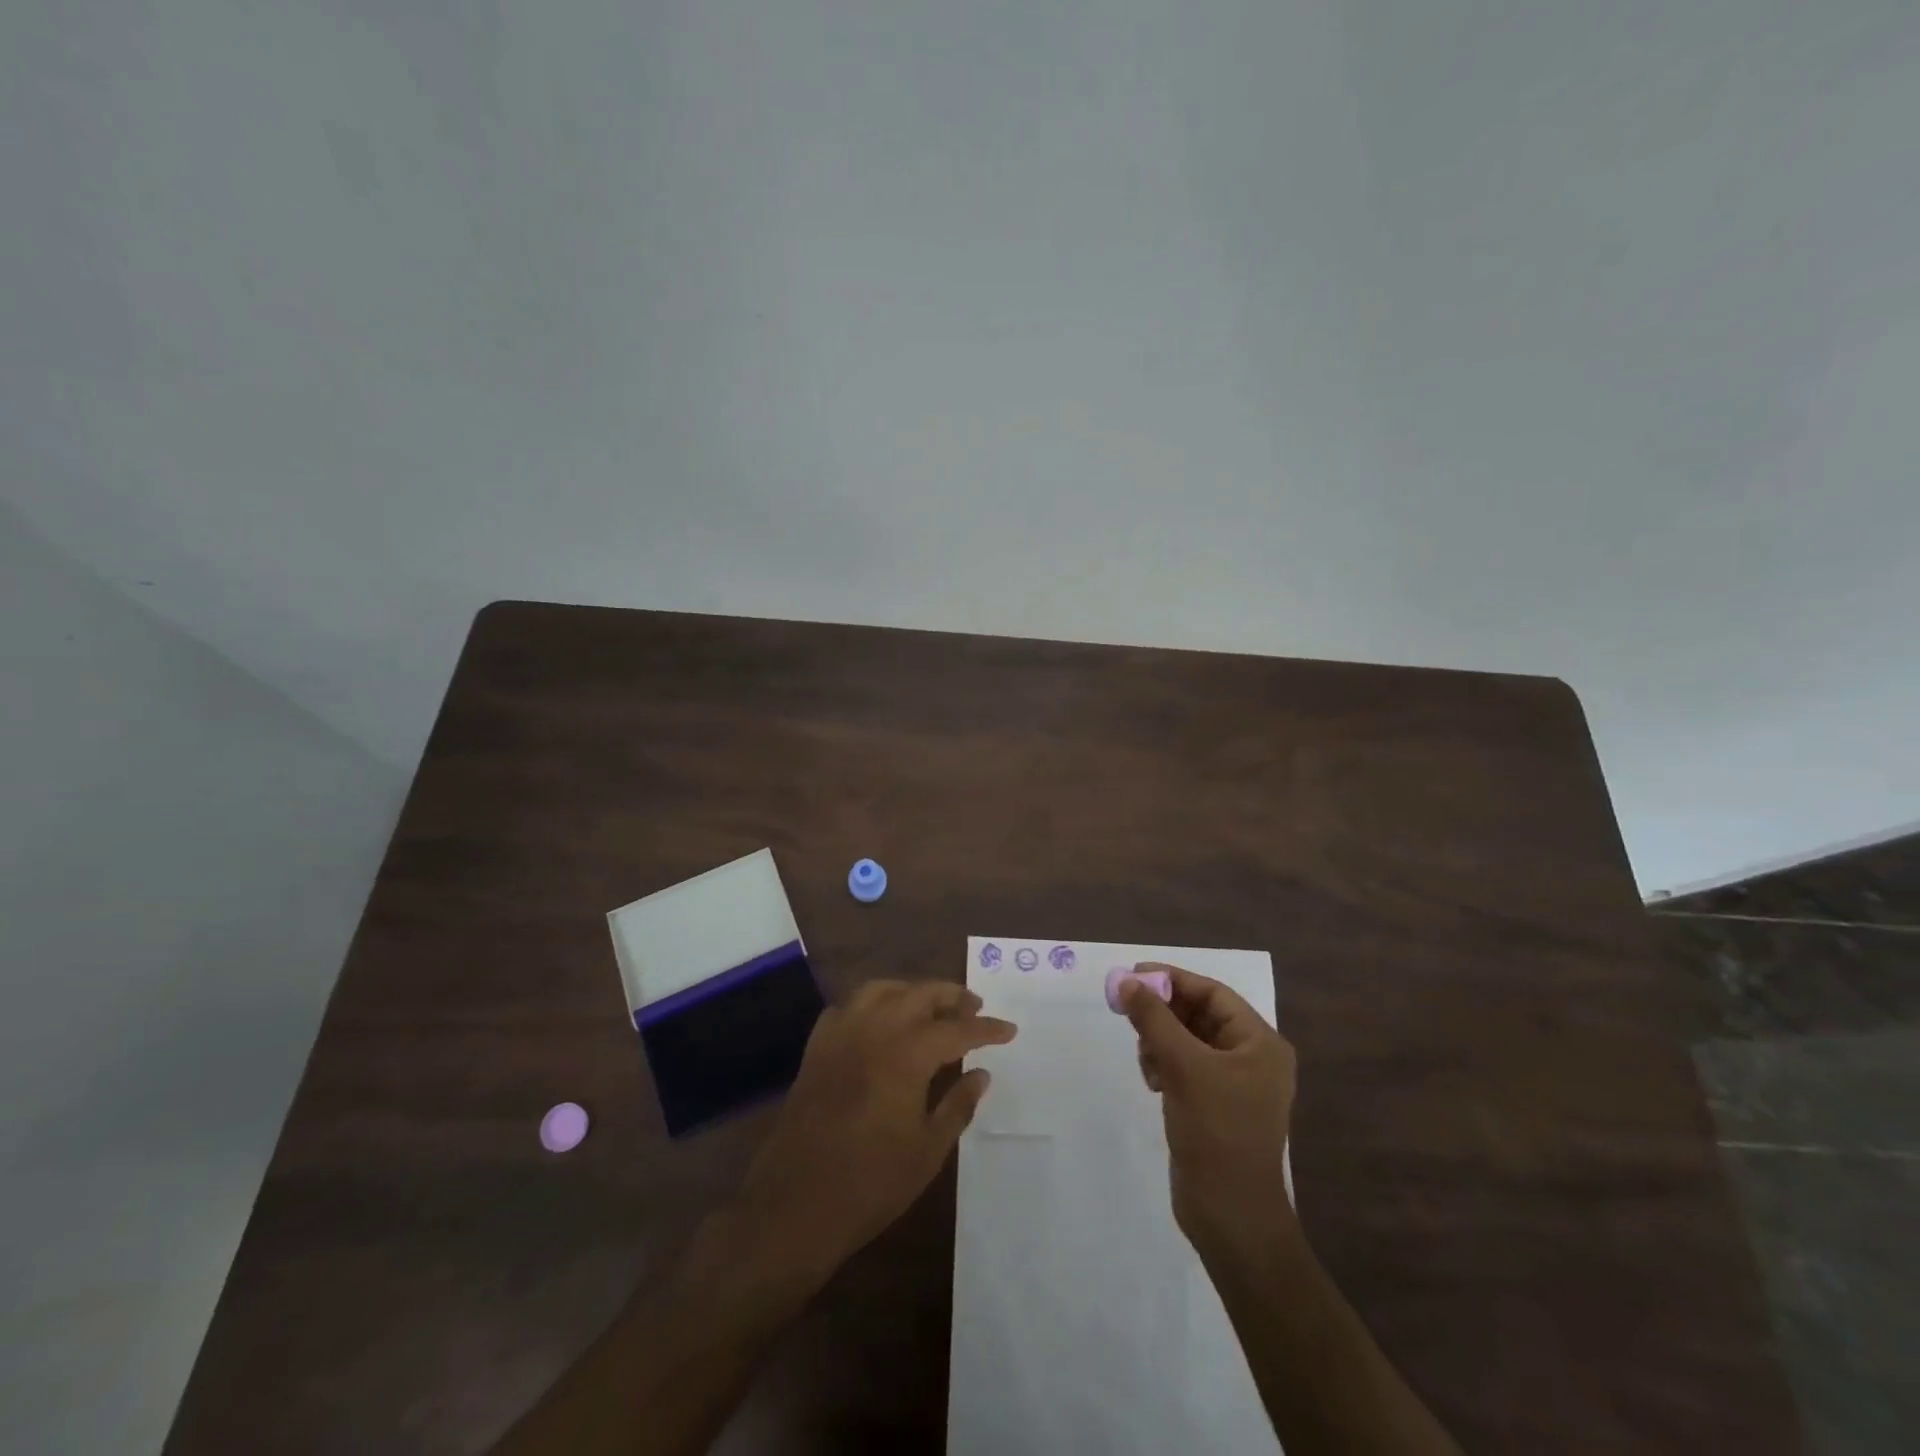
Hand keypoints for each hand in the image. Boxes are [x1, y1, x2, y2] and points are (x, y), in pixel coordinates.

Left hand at [739, 980, 1015, 1272]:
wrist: (794, 1205)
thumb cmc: (870, 1183)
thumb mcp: (927, 1151)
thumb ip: (958, 1105)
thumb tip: (981, 1074)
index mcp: (907, 1053)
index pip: (957, 1029)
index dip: (987, 1029)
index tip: (1009, 1029)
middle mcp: (875, 1029)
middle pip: (920, 994)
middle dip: (952, 996)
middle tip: (974, 1007)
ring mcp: (841, 1033)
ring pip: (882, 989)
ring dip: (912, 990)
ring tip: (931, 1006)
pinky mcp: (817, 1046)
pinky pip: (849, 1006)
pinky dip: (872, 1004)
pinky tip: (881, 1022)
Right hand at [1120, 964, 1296, 1256]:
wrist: (1230, 1215)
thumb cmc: (1216, 1131)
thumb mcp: (1182, 1066)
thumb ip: (1153, 1018)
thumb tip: (1125, 981)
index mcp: (1260, 1043)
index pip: (1213, 993)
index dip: (1173, 980)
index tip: (1133, 976)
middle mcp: (1252, 1058)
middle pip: (1199, 1015)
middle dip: (1163, 1012)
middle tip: (1126, 1010)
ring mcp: (1234, 1084)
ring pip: (1188, 1040)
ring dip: (1160, 1039)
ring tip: (1145, 1057)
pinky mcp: (1215, 1105)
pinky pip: (1185, 1066)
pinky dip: (1165, 1064)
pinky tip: (1152, 1079)